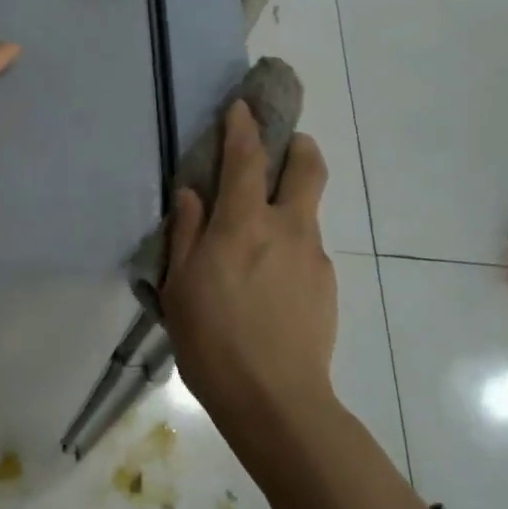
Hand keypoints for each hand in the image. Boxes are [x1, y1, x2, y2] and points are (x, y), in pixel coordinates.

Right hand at [161, 101, 338, 454]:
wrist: (277, 401)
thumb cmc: (212, 341)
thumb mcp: (180, 286)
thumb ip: (186, 232)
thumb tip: (192, 193)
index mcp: (243, 224)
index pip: (247, 157)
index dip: (243, 126)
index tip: (241, 107)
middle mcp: (287, 228)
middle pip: (308, 167)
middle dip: (298, 146)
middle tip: (283, 147)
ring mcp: (313, 256)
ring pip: (308, 210)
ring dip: (290, 203)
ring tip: (261, 238)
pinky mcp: (327, 284)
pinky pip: (308, 249)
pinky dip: (291, 245)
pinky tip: (271, 282)